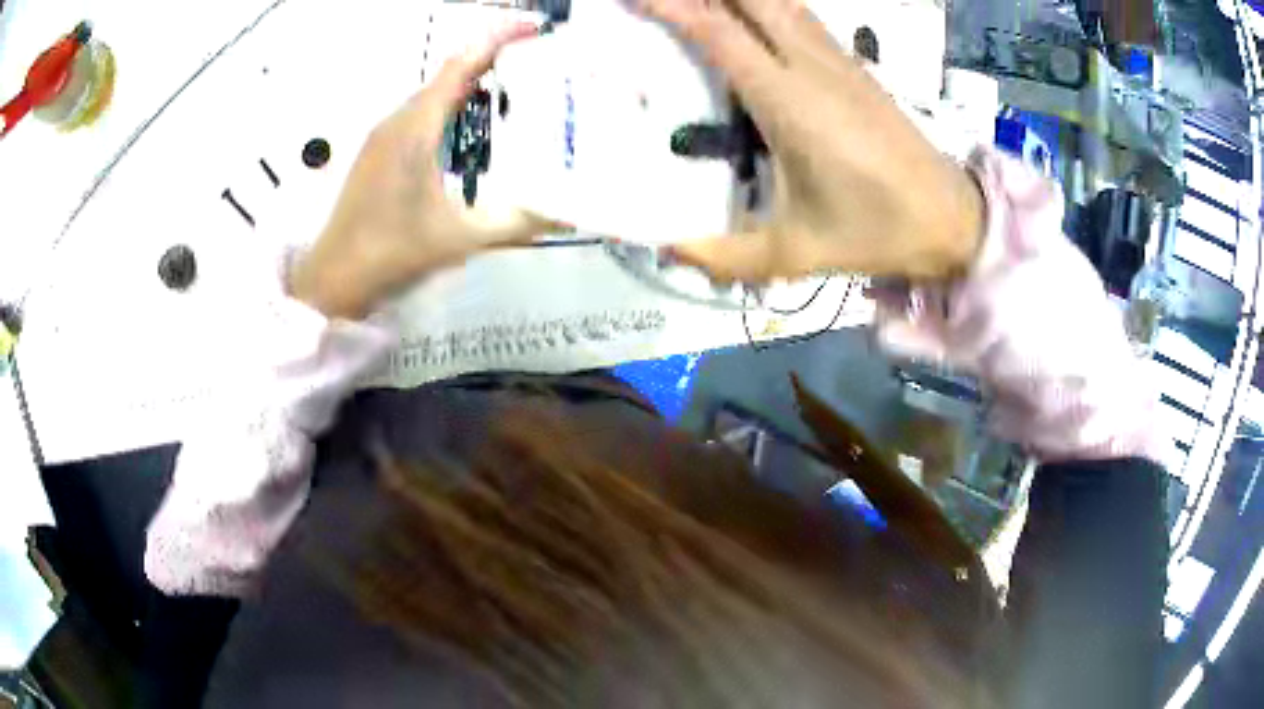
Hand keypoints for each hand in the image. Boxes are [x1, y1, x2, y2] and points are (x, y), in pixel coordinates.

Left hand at [290, 23, 557, 319]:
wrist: (333, 279)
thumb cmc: (392, 252)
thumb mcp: (462, 238)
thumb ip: (517, 223)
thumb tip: (568, 212)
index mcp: (416, 126)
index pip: (461, 64)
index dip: (497, 39)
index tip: (535, 28)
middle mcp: (398, 120)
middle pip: (449, 73)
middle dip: (493, 59)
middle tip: (540, 62)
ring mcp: (384, 136)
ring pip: (433, 95)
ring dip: (472, 84)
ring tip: (515, 88)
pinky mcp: (378, 153)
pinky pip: (421, 114)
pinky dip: (452, 107)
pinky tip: (472, 127)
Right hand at [643, 0, 985, 280]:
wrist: (951, 218)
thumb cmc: (877, 231)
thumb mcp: (797, 252)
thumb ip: (725, 255)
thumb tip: (666, 250)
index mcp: (790, 101)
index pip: (720, 32)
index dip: (674, 6)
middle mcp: (812, 66)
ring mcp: (839, 60)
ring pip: (782, 0)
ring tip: (703, 0)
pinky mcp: (855, 67)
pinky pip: (803, 16)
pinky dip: (768, 3)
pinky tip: (753, 11)